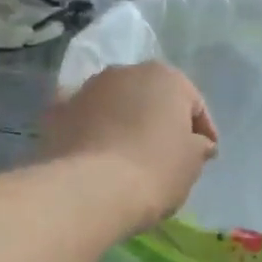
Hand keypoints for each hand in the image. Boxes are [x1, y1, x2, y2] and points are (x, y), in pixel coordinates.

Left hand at [40, 63, 218, 232]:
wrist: (90, 189)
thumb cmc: (154, 171)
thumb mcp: (191, 163)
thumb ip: (198, 146)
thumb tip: (198, 143)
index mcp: (165, 77)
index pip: (192, 102)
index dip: (202, 130)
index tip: (205, 155)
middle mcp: (123, 72)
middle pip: (149, 97)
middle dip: (157, 121)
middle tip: (164, 154)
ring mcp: (85, 89)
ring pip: (112, 105)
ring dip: (121, 123)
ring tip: (126, 157)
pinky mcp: (56, 112)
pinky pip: (82, 120)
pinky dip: (88, 132)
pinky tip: (92, 155)